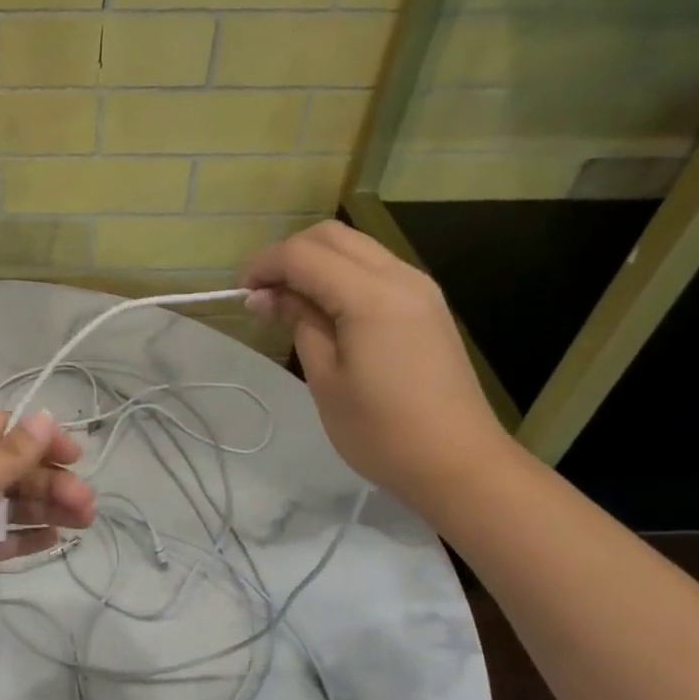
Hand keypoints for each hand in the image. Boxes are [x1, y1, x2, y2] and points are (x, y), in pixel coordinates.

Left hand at [0, 410, 96, 653]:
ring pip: (7, 507)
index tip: (78, 458)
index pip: (5, 432)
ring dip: (44, 510)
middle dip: (51, 483)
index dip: (42, 439)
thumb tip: (45, 415)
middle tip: (88, 508)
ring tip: (84, 523)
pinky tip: (53, 542)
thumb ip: (7, 455)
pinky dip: (22, 538)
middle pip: (11, 471)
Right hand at [241, 221, 514, 510]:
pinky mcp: (426, 305)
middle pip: (331, 236)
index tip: (240, 294)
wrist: (457, 462)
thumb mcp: (325, 379)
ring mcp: (419, 288)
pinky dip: (340, 275)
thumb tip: (268, 296)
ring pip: (355, 247)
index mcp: (372, 296)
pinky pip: (374, 269)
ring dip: (314, 263)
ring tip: (287, 303)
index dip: (265, 266)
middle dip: (288, 255)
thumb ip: (299, 323)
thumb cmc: (381, 430)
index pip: (304, 254)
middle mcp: (400, 277)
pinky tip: (323, 310)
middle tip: (262, 295)